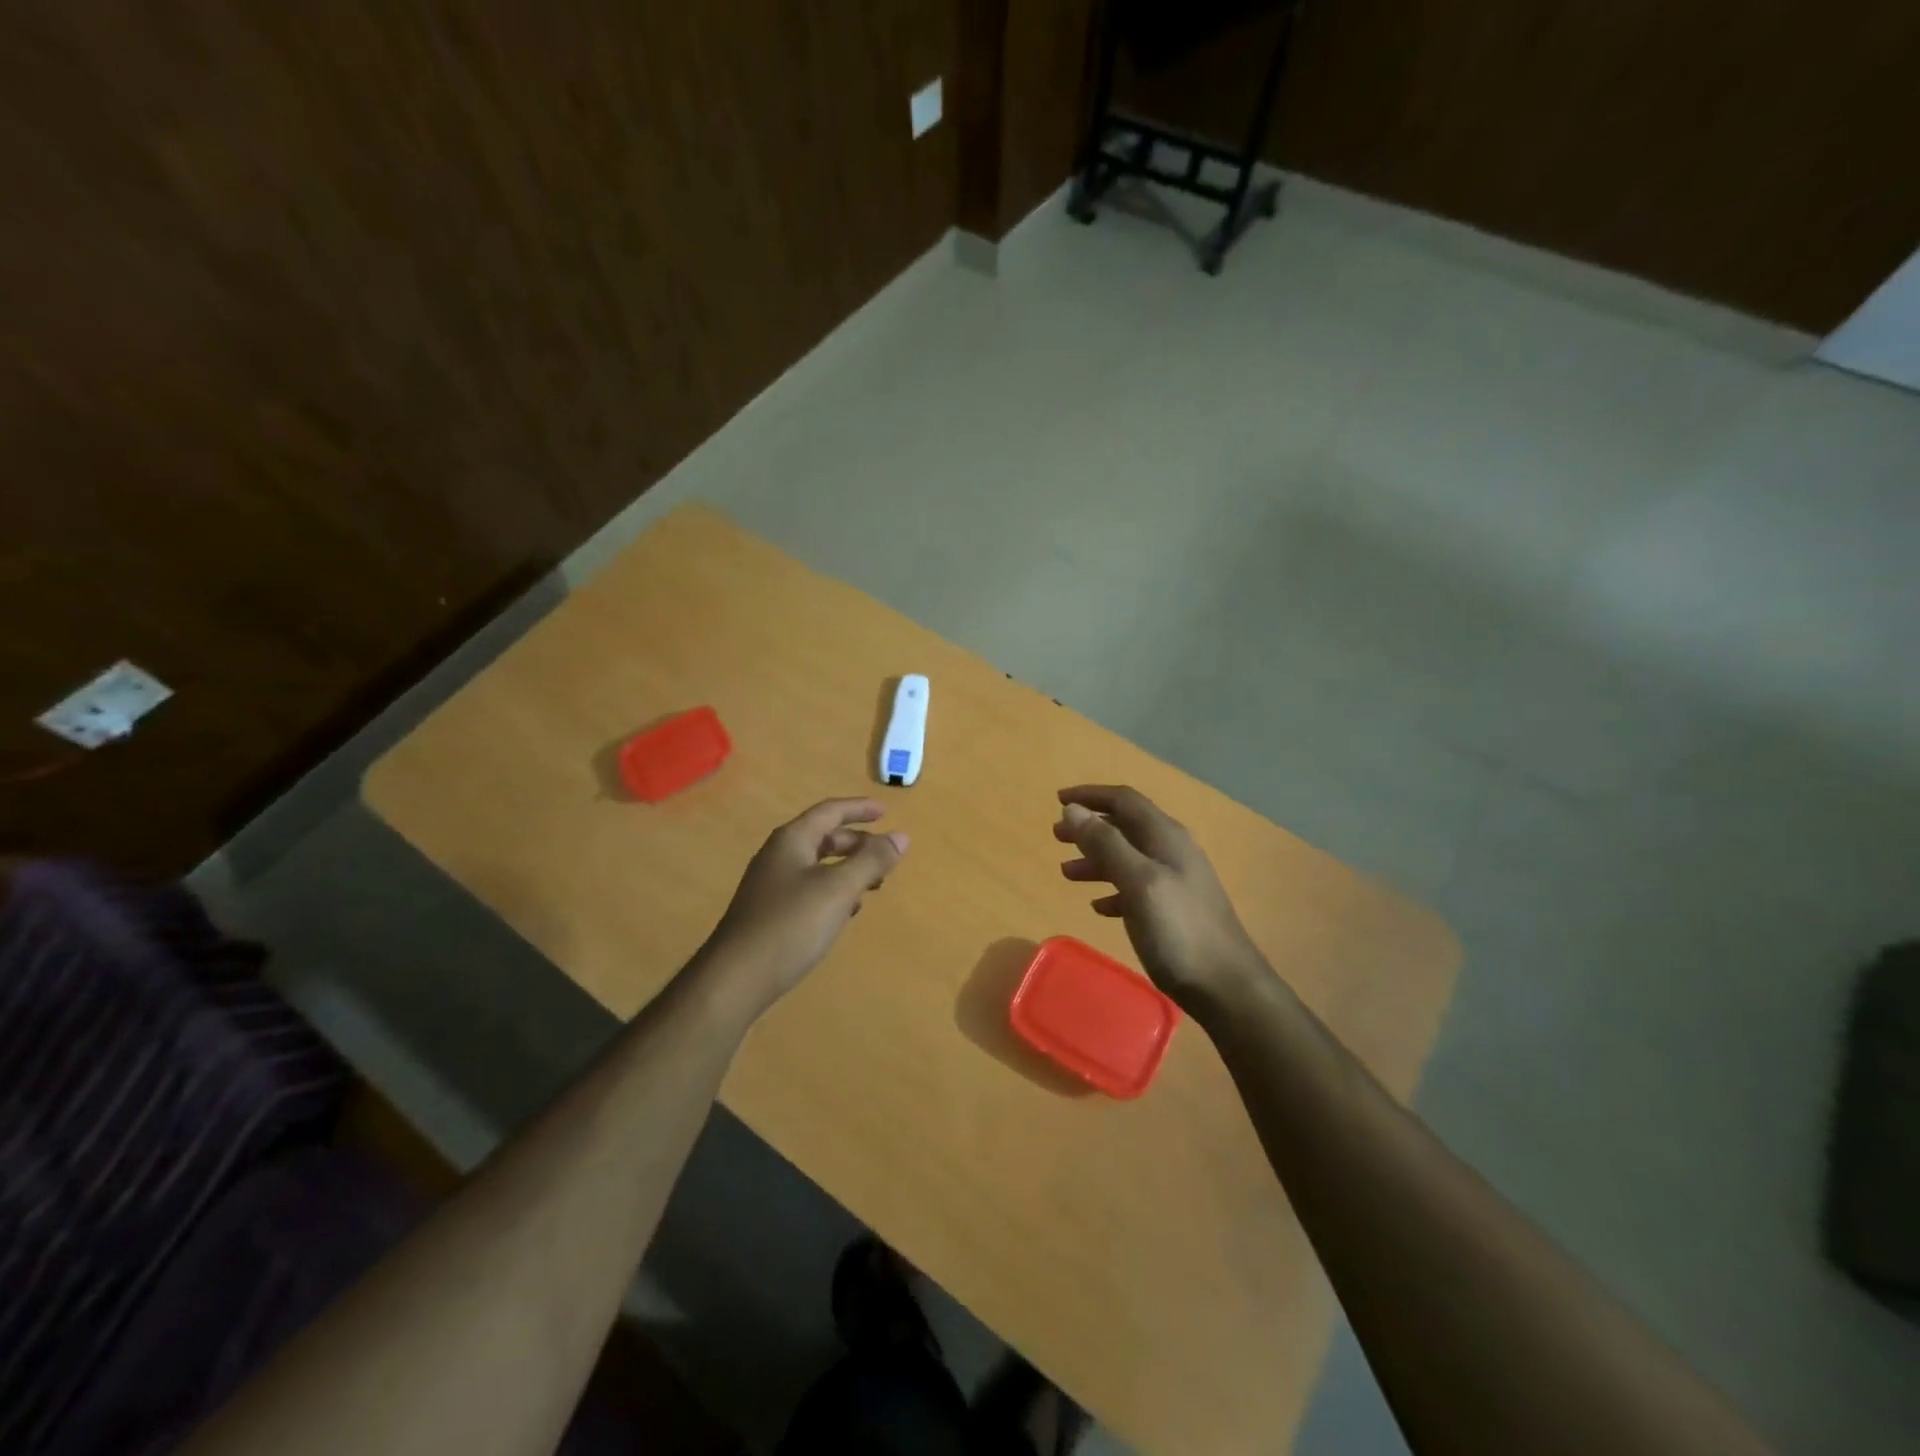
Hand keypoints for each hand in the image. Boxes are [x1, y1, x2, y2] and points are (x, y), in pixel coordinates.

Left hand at [700, 798, 907, 1016]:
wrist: (734, 980)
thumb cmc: (790, 925)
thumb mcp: (839, 889)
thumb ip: (871, 861)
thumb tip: (901, 837)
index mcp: (792, 840)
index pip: (830, 811)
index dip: (859, 809)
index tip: (886, 812)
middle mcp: (779, 856)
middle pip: (824, 837)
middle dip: (857, 843)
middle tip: (886, 857)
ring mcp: (771, 886)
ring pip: (817, 866)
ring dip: (847, 869)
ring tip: (873, 886)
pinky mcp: (770, 913)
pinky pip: (809, 889)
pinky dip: (833, 892)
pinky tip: (845, 912)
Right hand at [1054, 785, 1268, 1010]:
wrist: (1226, 986)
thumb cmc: (1179, 930)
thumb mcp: (1138, 881)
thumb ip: (1106, 844)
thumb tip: (1073, 809)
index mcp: (1165, 837)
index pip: (1124, 800)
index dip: (1090, 796)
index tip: (1057, 800)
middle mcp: (1171, 851)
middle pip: (1125, 826)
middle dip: (1089, 827)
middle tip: (1056, 836)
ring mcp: (1175, 881)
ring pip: (1128, 857)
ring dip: (1096, 859)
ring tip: (1066, 871)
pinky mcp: (1173, 910)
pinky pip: (1136, 887)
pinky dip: (1112, 888)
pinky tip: (1098, 906)